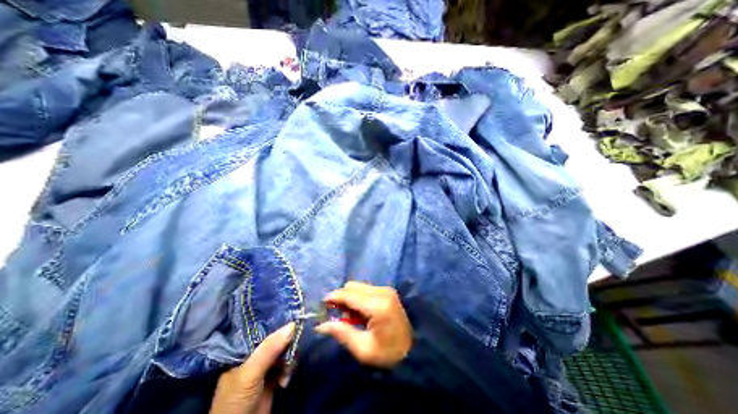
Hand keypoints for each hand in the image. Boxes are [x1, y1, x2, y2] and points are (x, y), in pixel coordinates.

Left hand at [208, 324, 295, 413]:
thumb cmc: (237, 400)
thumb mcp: (251, 372)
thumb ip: (270, 348)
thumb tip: (293, 324)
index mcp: (243, 349)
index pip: (263, 328)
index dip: (279, 322)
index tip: (295, 318)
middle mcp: (255, 355)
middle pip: (277, 339)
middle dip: (288, 343)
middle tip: (296, 345)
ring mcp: (264, 366)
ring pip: (284, 351)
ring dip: (290, 359)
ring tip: (288, 371)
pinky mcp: (273, 377)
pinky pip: (287, 364)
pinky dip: (289, 370)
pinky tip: (285, 381)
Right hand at [314, 282, 411, 367]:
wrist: (413, 350)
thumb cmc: (387, 354)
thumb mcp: (363, 349)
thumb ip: (342, 333)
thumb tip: (321, 325)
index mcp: (378, 306)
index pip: (350, 295)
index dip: (334, 297)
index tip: (322, 304)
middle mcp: (382, 292)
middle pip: (353, 286)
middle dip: (342, 298)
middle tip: (338, 315)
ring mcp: (386, 290)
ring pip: (359, 286)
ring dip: (350, 298)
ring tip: (351, 318)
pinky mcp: (388, 291)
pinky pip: (366, 289)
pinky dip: (359, 298)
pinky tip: (360, 313)